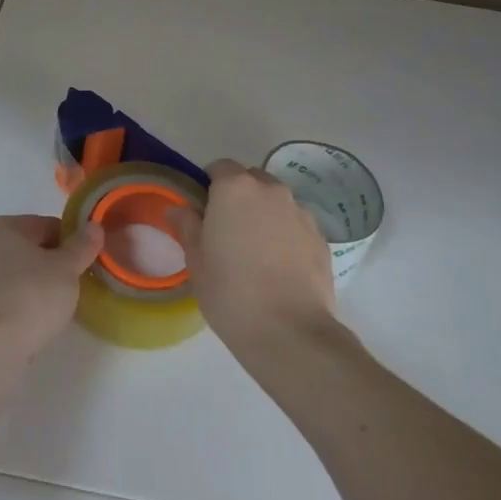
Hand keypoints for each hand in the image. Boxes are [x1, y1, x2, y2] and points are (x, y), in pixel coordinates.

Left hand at [0, 214, 104, 357]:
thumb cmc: (29, 297)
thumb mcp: (65, 269)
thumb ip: (81, 246)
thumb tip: (94, 226)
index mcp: (1, 227)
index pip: (45, 226)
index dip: (70, 242)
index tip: (85, 264)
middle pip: (26, 251)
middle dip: (50, 266)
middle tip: (72, 288)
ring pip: (12, 277)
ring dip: (33, 289)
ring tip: (53, 311)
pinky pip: (0, 302)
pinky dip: (16, 309)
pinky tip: (30, 326)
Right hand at [167, 160, 335, 357]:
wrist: (291, 332)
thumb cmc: (230, 292)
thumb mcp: (196, 260)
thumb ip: (187, 226)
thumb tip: (179, 208)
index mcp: (235, 188)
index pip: (219, 167)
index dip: (209, 185)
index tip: (204, 212)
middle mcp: (271, 190)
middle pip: (251, 180)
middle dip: (239, 197)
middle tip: (228, 231)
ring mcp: (301, 213)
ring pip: (277, 202)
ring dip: (265, 215)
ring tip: (257, 253)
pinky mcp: (321, 238)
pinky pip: (297, 225)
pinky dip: (287, 236)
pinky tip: (280, 268)